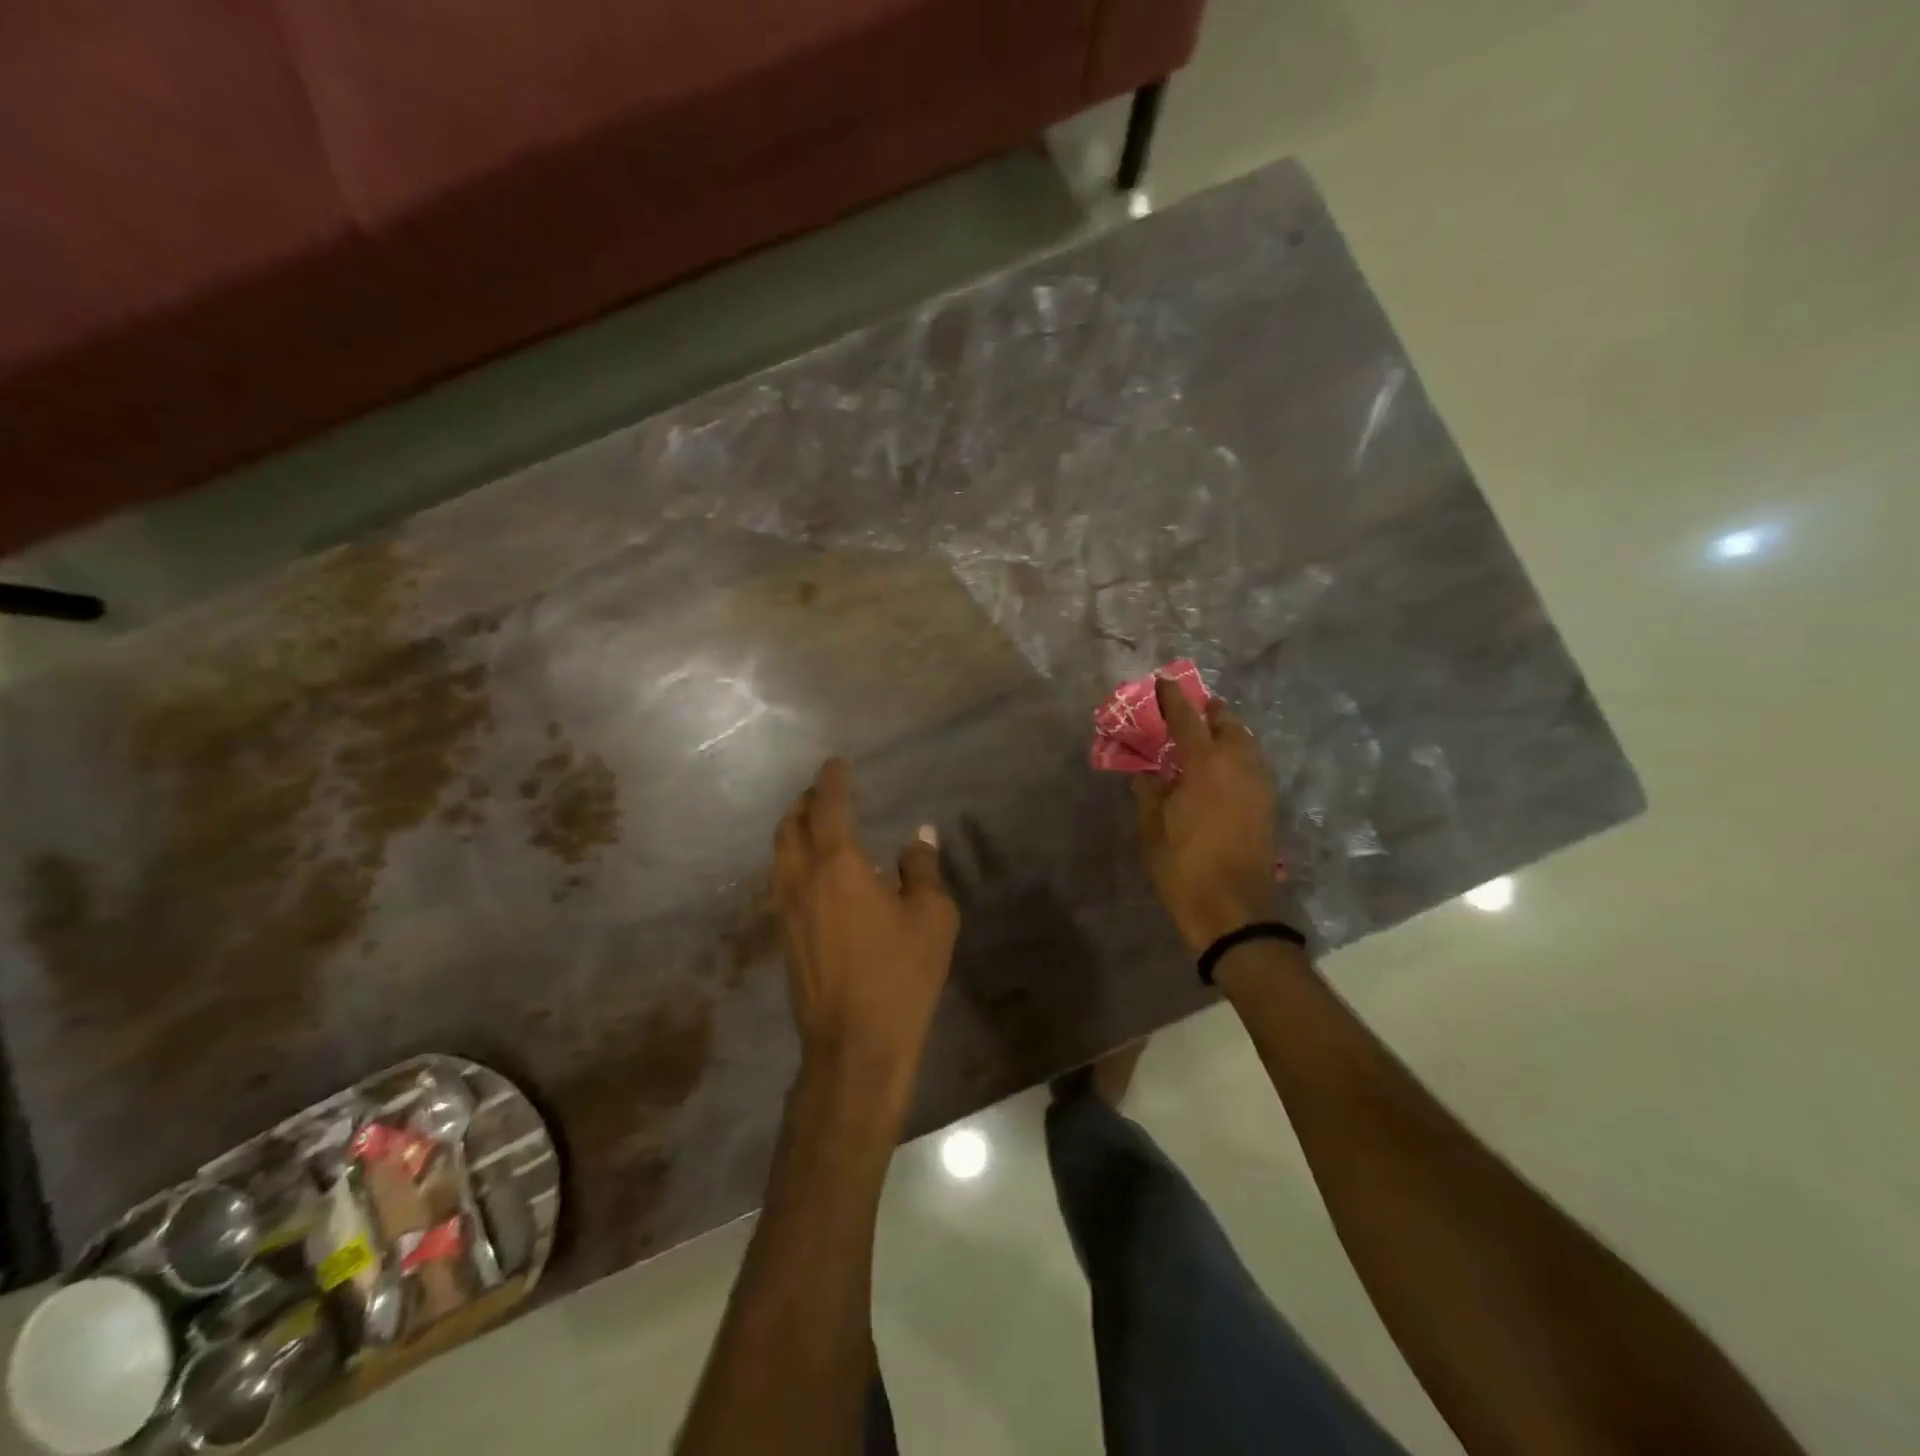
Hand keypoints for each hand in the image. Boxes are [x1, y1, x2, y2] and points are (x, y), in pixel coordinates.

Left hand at [774, 759, 959, 1090]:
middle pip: (790, 825)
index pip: (830, 807)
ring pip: (780, 854)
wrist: (855, 1046)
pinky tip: (816, 873)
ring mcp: (787, 910)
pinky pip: (782, 880)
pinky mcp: (784, 937)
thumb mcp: (931, 917)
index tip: (835, 763)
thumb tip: (918, 835)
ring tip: (815, 824)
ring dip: (794, 829)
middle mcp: (803, 879)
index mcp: (839, 865)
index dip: (832, 780)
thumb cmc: (901, 976)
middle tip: (823, 791)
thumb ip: (922, 869)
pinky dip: (793, 859)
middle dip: (804, 801)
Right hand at [1132, 677, 1282, 952]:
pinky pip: (1252, 764)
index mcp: (1205, 764)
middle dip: (1208, 711)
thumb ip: (1148, 791)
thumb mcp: (1151, 828)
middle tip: (1188, 711)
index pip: (1188, 718)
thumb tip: (1146, 772)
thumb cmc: (1184, 866)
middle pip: (1227, 723)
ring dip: (1226, 732)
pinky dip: (1236, 755)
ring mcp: (1259, 784)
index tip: (1163, 681)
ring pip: (1245, 743)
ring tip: (1204, 737)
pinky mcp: (1268, 804)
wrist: (1233, 909)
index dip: (1173, 698)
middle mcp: (1238, 765)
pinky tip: (1219, 769)